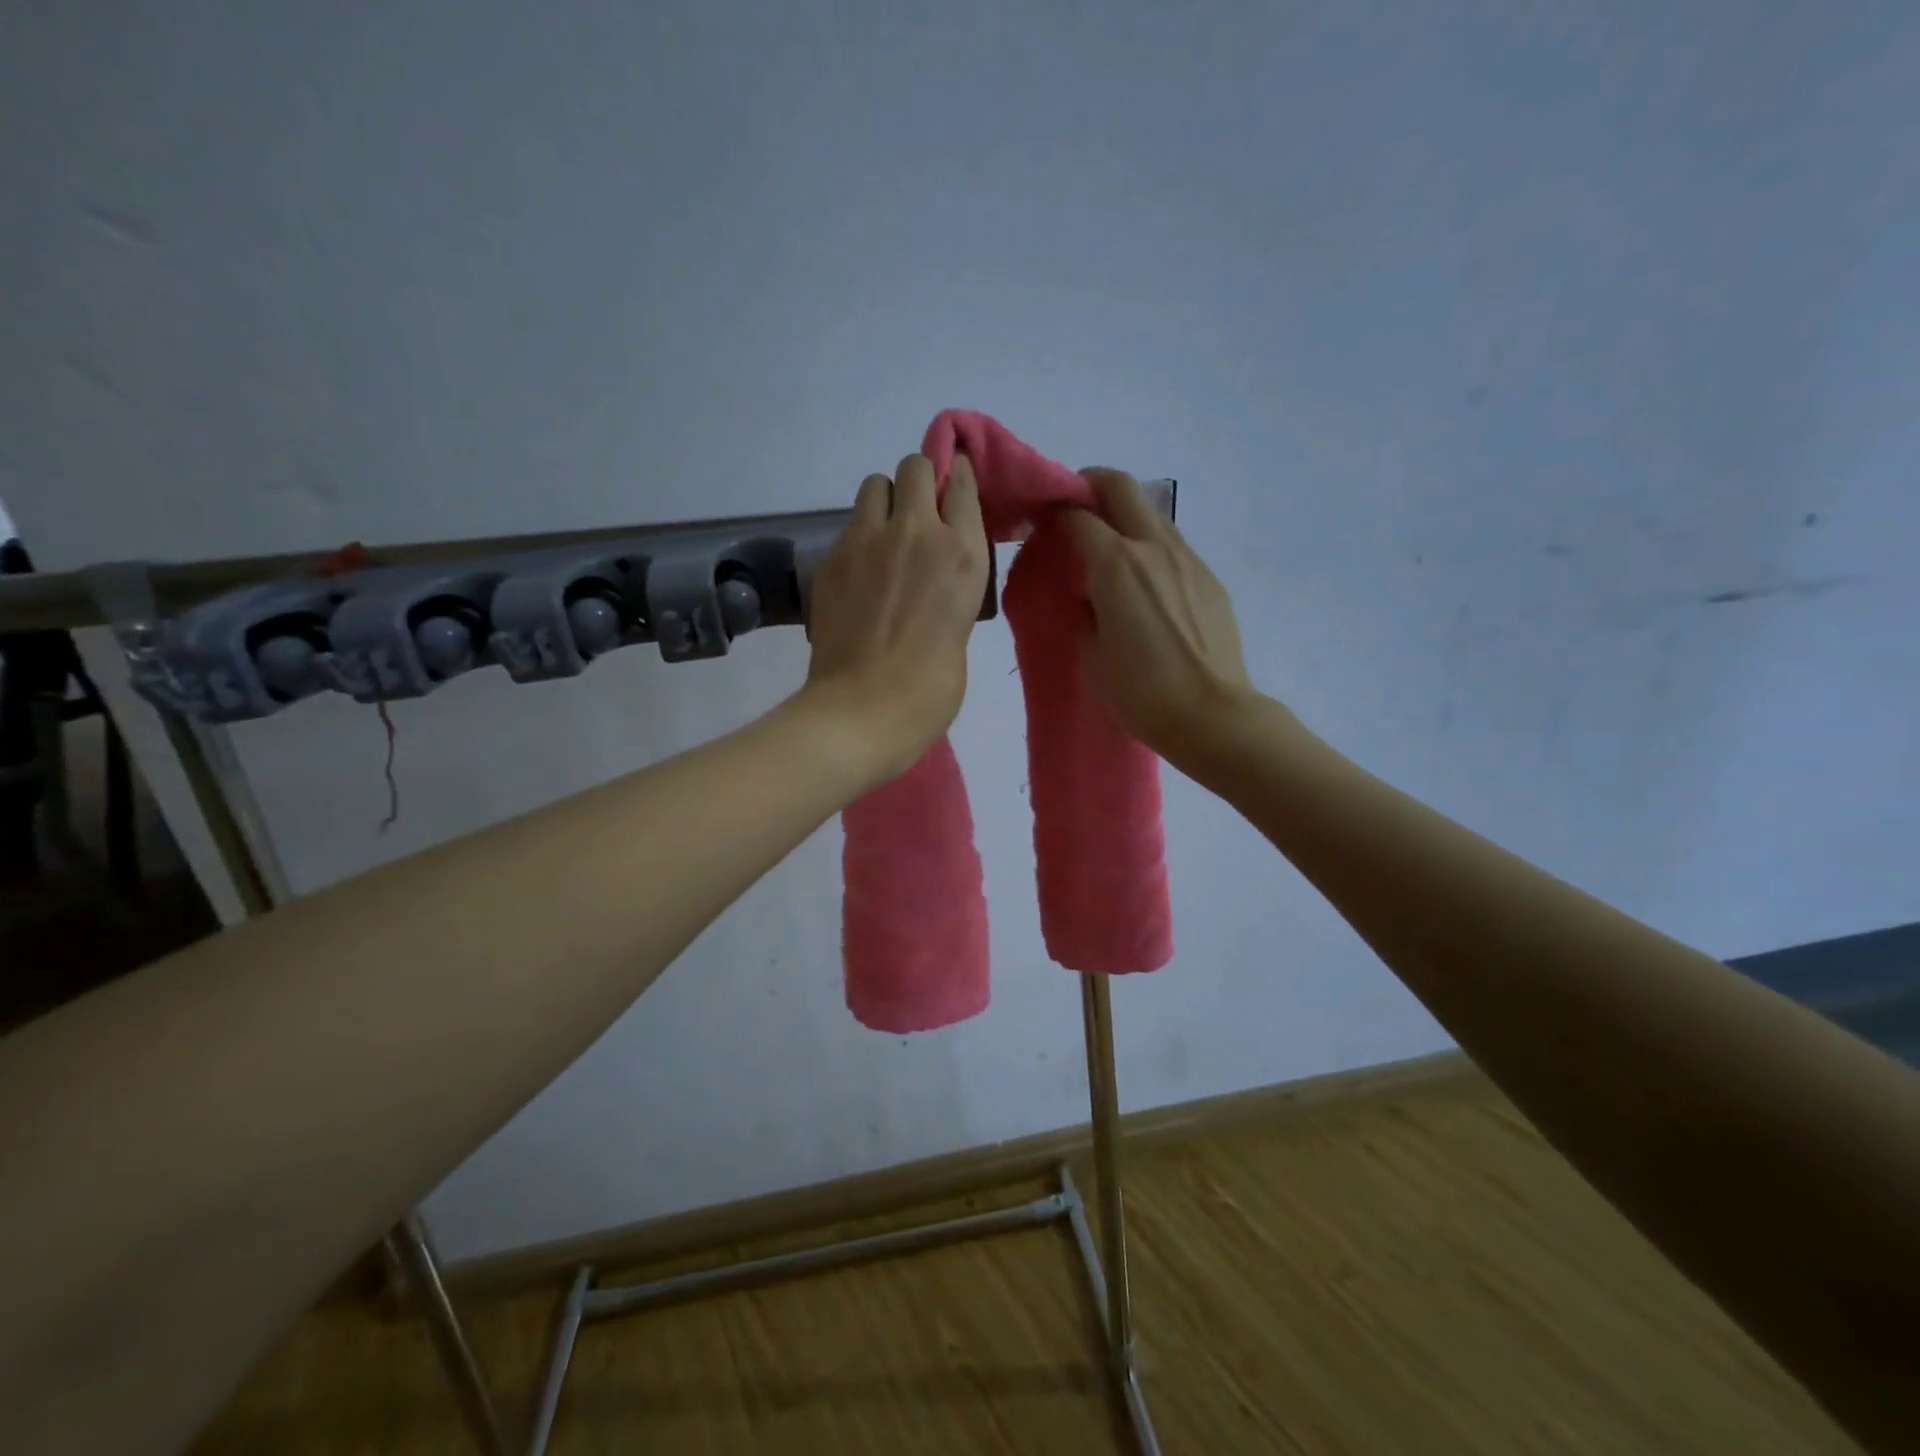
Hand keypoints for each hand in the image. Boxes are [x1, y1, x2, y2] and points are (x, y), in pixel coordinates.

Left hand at [799, 452, 990, 783]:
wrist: (862, 711)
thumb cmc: (928, 690)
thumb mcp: (960, 629)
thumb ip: (951, 586)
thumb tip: (933, 574)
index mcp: (962, 554)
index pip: (961, 483)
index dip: (956, 478)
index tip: (953, 486)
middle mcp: (917, 532)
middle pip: (914, 467)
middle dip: (918, 483)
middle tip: (918, 517)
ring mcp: (868, 541)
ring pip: (875, 484)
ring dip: (885, 502)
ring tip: (885, 539)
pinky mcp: (832, 557)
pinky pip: (850, 525)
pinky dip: (859, 537)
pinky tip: (860, 573)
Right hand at [1062, 469, 1259, 766]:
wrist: (1212, 715)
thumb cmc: (1141, 692)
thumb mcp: (1092, 656)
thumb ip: (1083, 613)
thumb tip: (1088, 596)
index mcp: (1116, 564)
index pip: (1077, 515)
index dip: (1053, 511)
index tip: (1040, 522)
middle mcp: (1153, 547)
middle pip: (1120, 486)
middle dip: (1091, 484)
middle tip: (1075, 506)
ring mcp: (1188, 559)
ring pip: (1151, 514)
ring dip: (1125, 517)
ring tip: (1111, 551)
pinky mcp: (1209, 579)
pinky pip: (1173, 547)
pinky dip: (1151, 549)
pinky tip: (1146, 586)